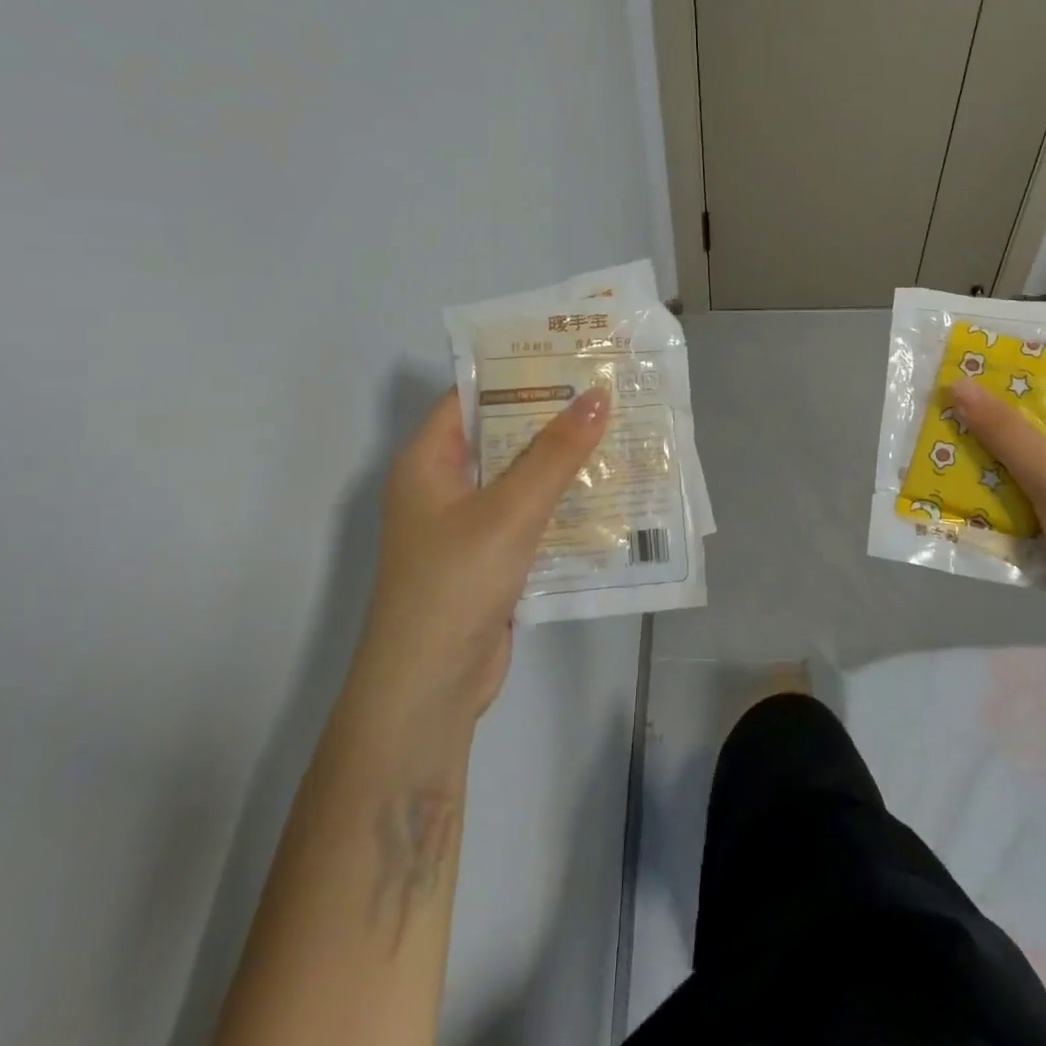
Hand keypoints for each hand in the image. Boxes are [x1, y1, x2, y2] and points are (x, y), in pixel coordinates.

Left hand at [357, 385, 611, 720]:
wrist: (429, 690)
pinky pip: (528, 516)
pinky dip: (560, 503)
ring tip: (618, 432)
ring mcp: (465, 525)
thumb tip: (599, 395)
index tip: (571, 355)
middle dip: (552, 416)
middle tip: (608, 391)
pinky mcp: (488, 559)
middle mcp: (442, 486)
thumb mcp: (511, 509)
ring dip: (562, 461)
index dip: (518, 371)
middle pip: (500, 435)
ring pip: (519, 478)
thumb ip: (557, 452)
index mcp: (428, 461)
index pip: (471, 396)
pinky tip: (606, 492)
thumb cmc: (457, 582)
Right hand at [948, 363, 1045, 669]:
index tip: (1001, 341)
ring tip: (943, 421)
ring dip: (992, 447)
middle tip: (956, 380)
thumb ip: (1007, 433)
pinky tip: (953, 475)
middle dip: (1006, 403)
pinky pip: (1024, 495)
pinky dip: (994, 486)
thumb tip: (956, 384)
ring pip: (1033, 458)